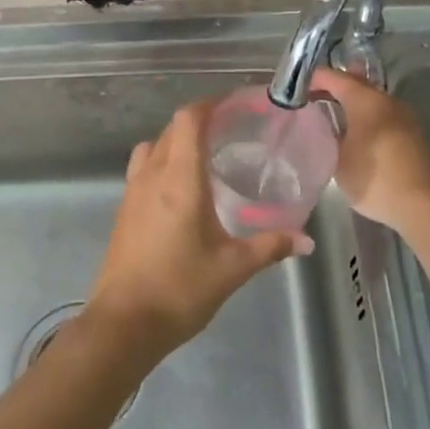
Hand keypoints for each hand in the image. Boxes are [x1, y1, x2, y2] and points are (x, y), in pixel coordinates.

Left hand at [89, 100, 303, 362]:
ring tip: (206, 156)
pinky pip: (143, 169)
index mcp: (180, 179)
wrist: (123, 324)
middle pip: (171, 128)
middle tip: (231, 130)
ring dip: (177, 141)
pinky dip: (163, 163)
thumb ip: (269, 247)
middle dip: (199, 121)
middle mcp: (152, 176)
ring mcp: (132, 192)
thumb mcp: (232, 268)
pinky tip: (183, 190)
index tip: (236, 105)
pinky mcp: (123, 211)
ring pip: (153, 147)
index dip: (211, 104)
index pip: (189, 120)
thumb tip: (305, 241)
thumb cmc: (180, 289)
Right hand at [309, 69, 429, 233]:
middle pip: (356, 83)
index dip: (313, 79)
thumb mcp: (338, 159)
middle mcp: (387, 100)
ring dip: (351, 103)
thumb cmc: (375, 178)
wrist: (423, 205)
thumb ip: (327, 135)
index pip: (334, 77)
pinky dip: (366, 116)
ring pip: (372, 99)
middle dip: (333, 87)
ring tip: (330, 114)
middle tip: (310, 97)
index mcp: (366, 100)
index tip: (294, 90)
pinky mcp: (412, 133)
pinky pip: (382, 114)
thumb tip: (322, 123)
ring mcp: (404, 115)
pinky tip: (355, 132)